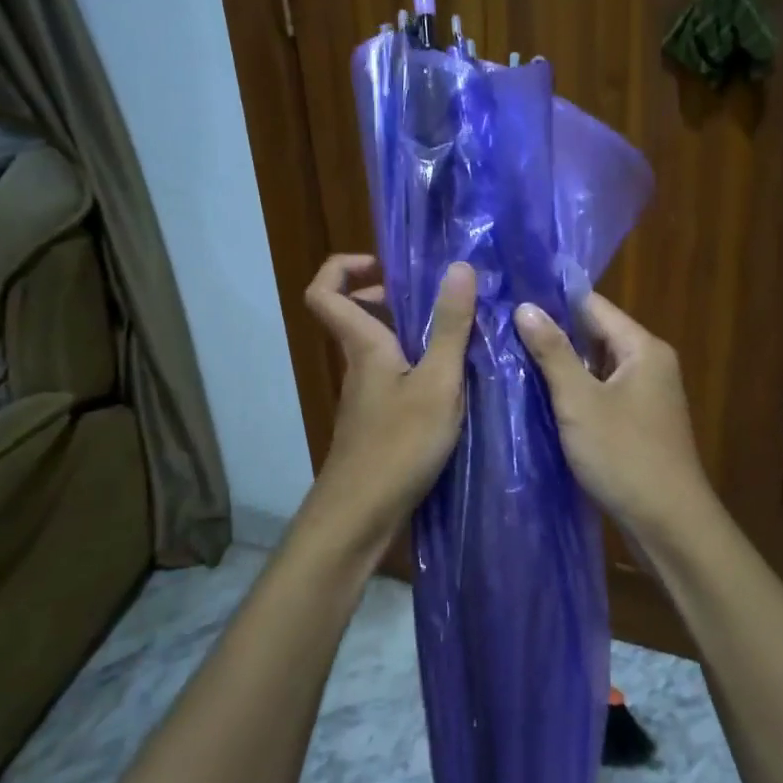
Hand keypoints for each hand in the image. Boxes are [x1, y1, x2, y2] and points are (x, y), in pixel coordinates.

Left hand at [302, 254, 476, 550]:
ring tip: (457, 335)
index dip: (343, 267)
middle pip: (354, 315)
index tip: (384, 265)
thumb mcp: (437, 382)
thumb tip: (459, 266)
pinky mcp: (377, 421)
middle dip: (387, 296)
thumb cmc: (399, 445)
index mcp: (364, 345)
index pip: (324, 291)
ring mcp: (365, 396)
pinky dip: (416, 365)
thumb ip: (450, 327)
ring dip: (409, 332)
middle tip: (433, 298)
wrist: (362, 516)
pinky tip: (452, 383)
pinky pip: (392, 375)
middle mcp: (358, 365)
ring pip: (378, 347)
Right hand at [514, 293, 718, 543]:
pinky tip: (540, 397)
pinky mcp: (638, 422)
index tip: (511, 297)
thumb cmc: (624, 455)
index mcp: (643, 348)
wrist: (669, 524)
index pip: (593, 306)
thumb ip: (553, 352)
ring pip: (596, 367)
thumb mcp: (580, 401)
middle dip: (553, 334)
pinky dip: (575, 392)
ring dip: (562, 366)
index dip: (553, 300)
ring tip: (512, 358)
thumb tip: (526, 306)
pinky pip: (601, 393)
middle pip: (595, 335)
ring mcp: (646, 395)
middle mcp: (650, 363)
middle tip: (503, 329)